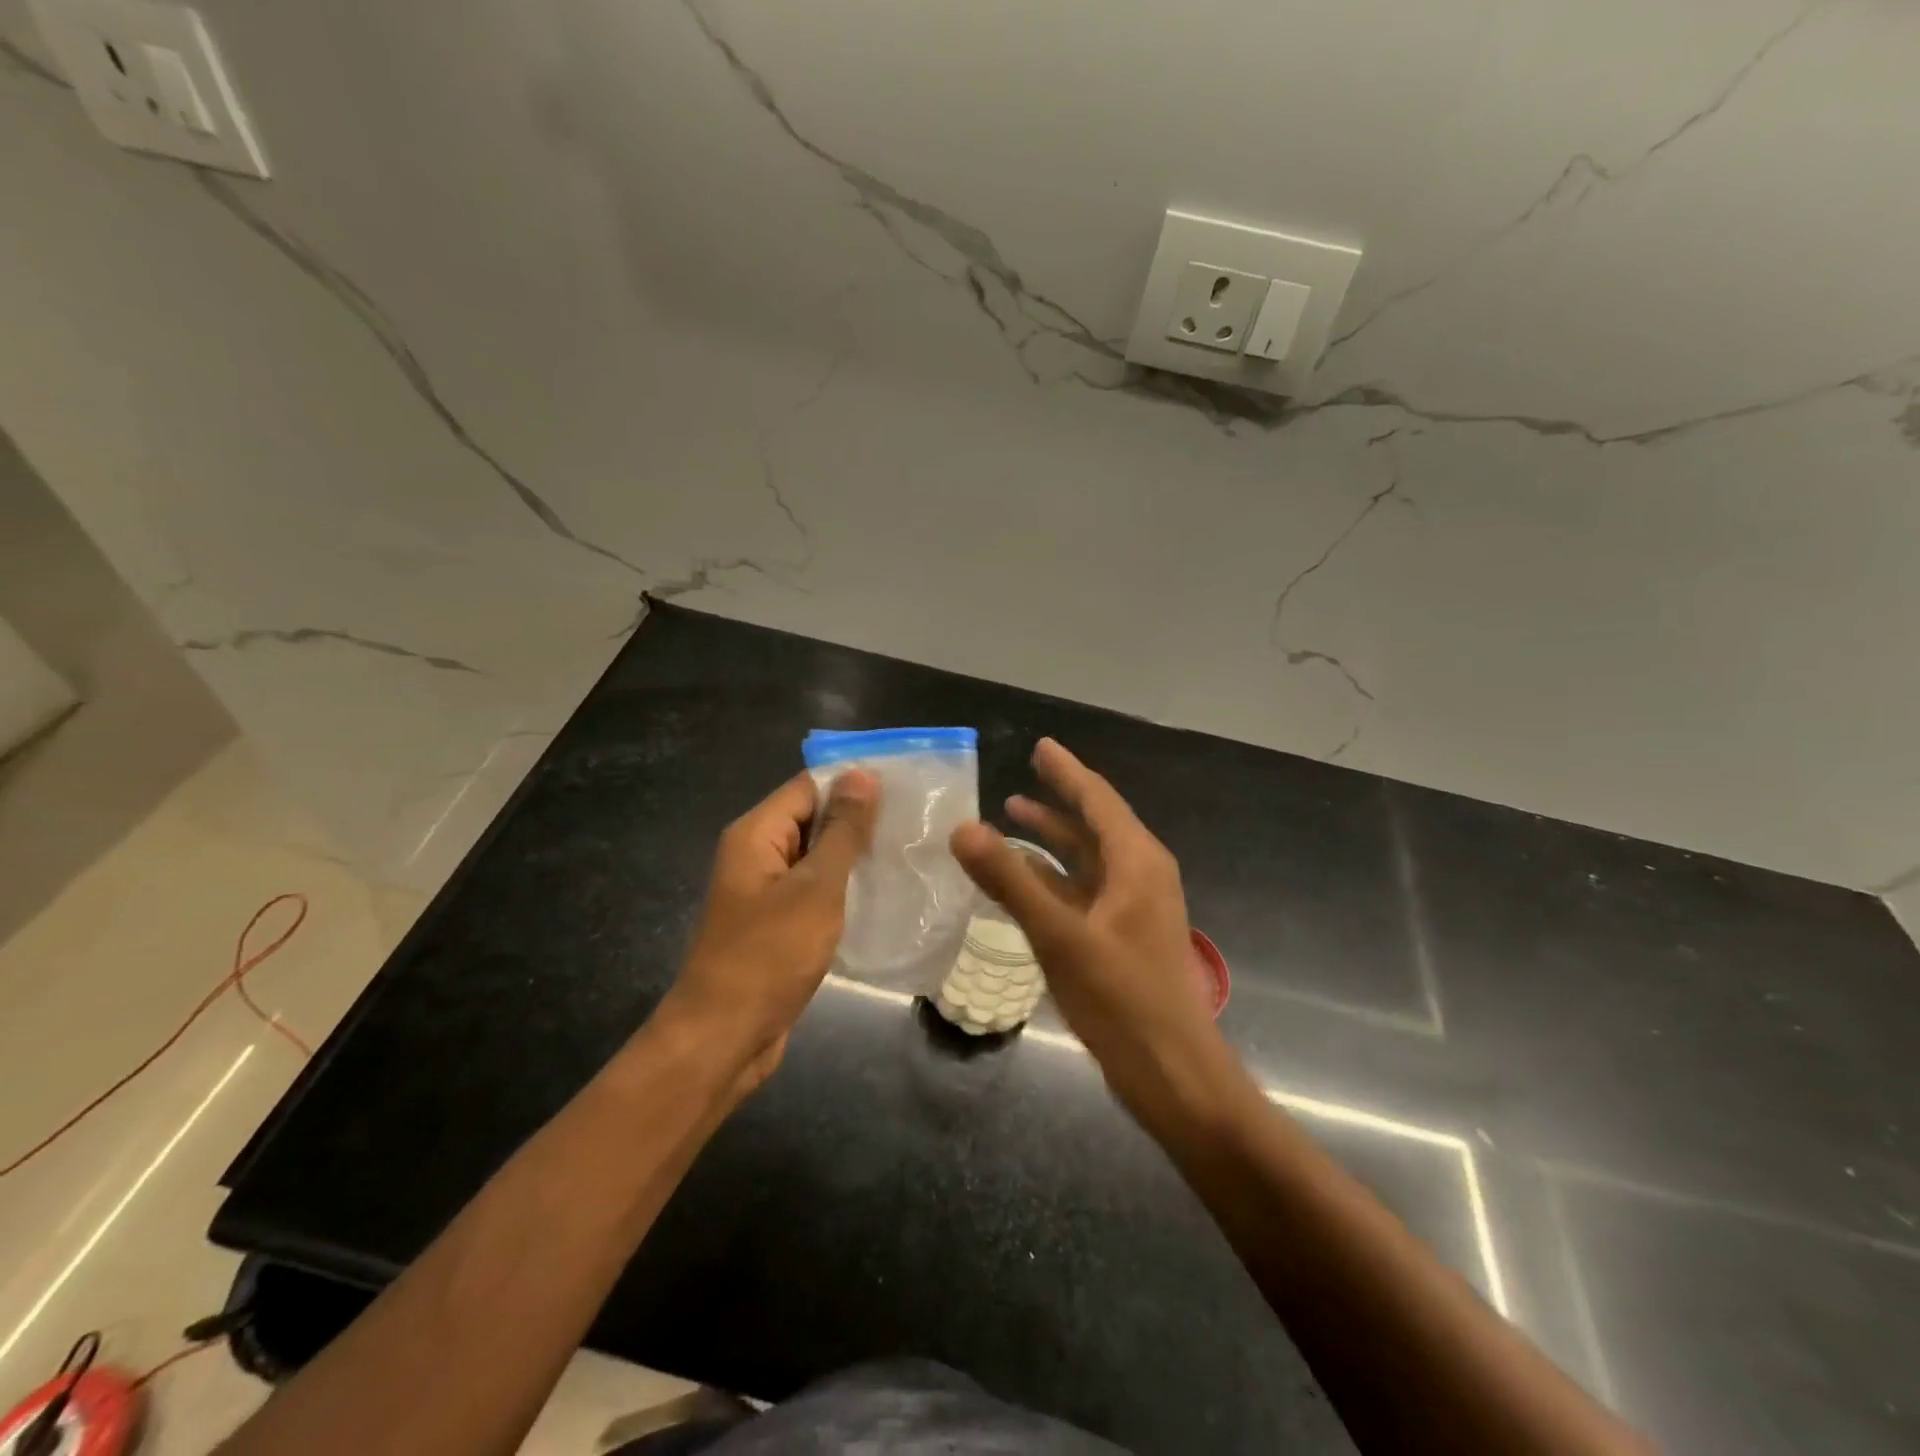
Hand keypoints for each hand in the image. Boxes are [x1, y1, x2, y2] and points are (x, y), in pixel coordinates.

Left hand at [664, 768, 879, 1092]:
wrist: (724, 1038)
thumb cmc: (768, 955)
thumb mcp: (814, 888)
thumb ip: (841, 831)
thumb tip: (862, 774)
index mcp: (757, 834)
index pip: (809, 786)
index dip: (854, 781)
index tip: (906, 785)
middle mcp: (758, 854)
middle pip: (812, 818)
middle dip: (860, 818)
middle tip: (918, 820)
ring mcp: (767, 891)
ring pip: (817, 857)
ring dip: (856, 855)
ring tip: (910, 850)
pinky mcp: (778, 923)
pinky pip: (815, 891)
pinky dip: (845, 888)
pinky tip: (886, 892)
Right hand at [950, 739, 1235, 1123]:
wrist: (1172, 1074)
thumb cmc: (1122, 1000)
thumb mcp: (1060, 936)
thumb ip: (1011, 881)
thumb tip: (963, 828)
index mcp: (1137, 862)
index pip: (1097, 799)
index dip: (1067, 771)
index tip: (1042, 746)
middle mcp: (1140, 875)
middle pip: (1095, 823)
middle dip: (1059, 797)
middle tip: (1024, 773)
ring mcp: (1133, 908)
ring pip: (1088, 858)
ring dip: (1053, 837)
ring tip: (1013, 814)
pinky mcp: (1122, 937)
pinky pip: (1085, 890)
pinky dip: (1055, 876)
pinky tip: (1025, 878)